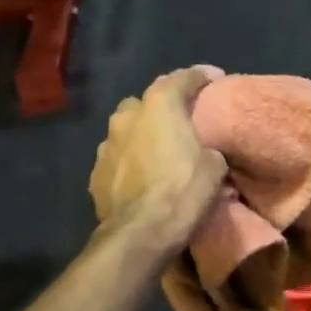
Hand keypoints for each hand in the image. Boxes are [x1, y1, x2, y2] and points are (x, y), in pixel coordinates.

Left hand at [89, 68, 228, 255]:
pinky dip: (129, 162)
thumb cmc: (183, 192)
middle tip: (181, 121)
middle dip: (162, 107)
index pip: (182, 78)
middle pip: (146, 102)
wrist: (140, 234)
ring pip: (126, 130)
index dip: (201, 76)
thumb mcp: (214, 166)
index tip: (215, 78)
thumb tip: (204, 151)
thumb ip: (207, 148)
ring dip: (141, 136)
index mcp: (159, 106)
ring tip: (158, 152)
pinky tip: (141, 177)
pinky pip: (117, 159)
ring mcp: (105, 145)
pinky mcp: (95, 174)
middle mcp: (127, 117)